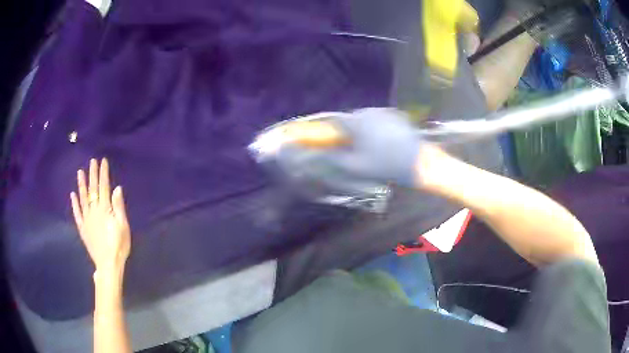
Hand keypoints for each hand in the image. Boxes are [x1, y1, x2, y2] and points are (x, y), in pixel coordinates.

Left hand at [70, 158, 130, 272]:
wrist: (108, 265)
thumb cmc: (119, 246)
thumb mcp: (123, 227)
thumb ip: (118, 207)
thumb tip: (117, 188)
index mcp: (105, 209)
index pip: (104, 187)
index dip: (103, 173)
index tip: (102, 161)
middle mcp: (93, 210)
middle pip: (92, 189)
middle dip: (92, 174)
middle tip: (92, 161)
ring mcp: (86, 219)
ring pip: (82, 198)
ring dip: (81, 185)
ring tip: (80, 172)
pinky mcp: (82, 228)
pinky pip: (77, 213)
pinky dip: (74, 204)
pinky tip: (72, 195)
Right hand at [278, 108, 421, 195]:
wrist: (419, 162)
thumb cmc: (385, 165)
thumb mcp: (355, 166)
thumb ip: (332, 158)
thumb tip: (313, 155)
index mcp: (357, 122)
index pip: (333, 121)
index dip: (326, 130)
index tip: (325, 141)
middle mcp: (368, 111)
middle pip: (349, 119)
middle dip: (345, 132)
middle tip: (349, 149)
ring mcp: (384, 112)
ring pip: (364, 119)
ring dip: (361, 130)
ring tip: (368, 147)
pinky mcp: (396, 116)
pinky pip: (377, 120)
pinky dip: (374, 128)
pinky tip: (382, 143)